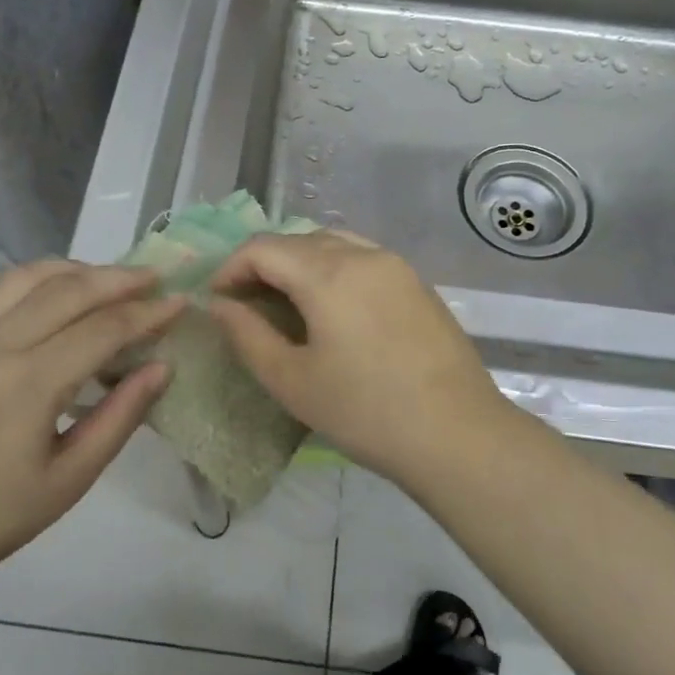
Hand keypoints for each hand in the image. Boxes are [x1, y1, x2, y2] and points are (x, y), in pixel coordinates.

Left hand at [0, 261, 184, 580]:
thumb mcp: (71, 478)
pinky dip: (41, 278)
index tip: (182, 302)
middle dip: (119, 279)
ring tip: (114, 278)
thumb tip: (162, 367)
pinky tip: (62, 290)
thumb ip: (120, 416)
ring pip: (31, 277)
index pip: (102, 329)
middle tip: (157, 279)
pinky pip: (2, 291)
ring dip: (79, 270)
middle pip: (69, 290)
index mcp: (28, 384)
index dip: (147, 313)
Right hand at [207, 231, 526, 483]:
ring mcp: (396, 266)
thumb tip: (219, 305)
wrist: (457, 434)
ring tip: (287, 304)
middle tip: (247, 305)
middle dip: (264, 265)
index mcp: (328, 272)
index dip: (231, 268)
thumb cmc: (365, 411)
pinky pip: (363, 259)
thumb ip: (248, 335)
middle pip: (298, 240)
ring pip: (334, 244)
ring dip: (300, 263)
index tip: (217, 300)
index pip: (263, 248)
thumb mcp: (292, 381)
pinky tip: (334, 309)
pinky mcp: (418, 284)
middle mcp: (363, 254)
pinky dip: (335, 270)